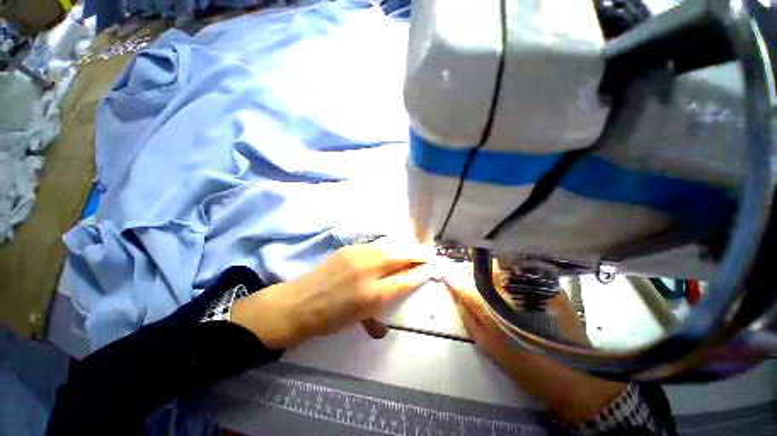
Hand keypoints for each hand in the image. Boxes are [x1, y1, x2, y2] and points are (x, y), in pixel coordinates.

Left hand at [232, 238, 433, 348]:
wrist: (298, 304)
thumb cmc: (331, 318)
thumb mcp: (363, 315)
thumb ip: (386, 296)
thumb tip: (403, 282)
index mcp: (373, 294)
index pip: (406, 278)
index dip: (421, 272)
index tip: (432, 267)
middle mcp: (368, 270)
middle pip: (401, 255)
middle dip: (418, 254)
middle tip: (429, 254)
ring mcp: (357, 254)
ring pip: (390, 246)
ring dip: (405, 247)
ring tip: (414, 249)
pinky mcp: (349, 247)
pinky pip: (376, 245)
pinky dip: (389, 246)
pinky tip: (392, 249)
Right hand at [442, 263, 625, 423]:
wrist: (574, 375)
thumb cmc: (524, 366)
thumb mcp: (486, 346)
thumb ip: (467, 315)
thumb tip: (455, 292)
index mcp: (491, 309)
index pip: (463, 283)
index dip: (450, 274)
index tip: (440, 267)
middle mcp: (509, 290)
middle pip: (481, 268)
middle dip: (469, 269)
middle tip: (465, 276)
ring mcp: (530, 284)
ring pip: (499, 265)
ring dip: (488, 269)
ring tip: (487, 280)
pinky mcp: (547, 284)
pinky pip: (519, 270)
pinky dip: (508, 273)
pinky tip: (510, 285)